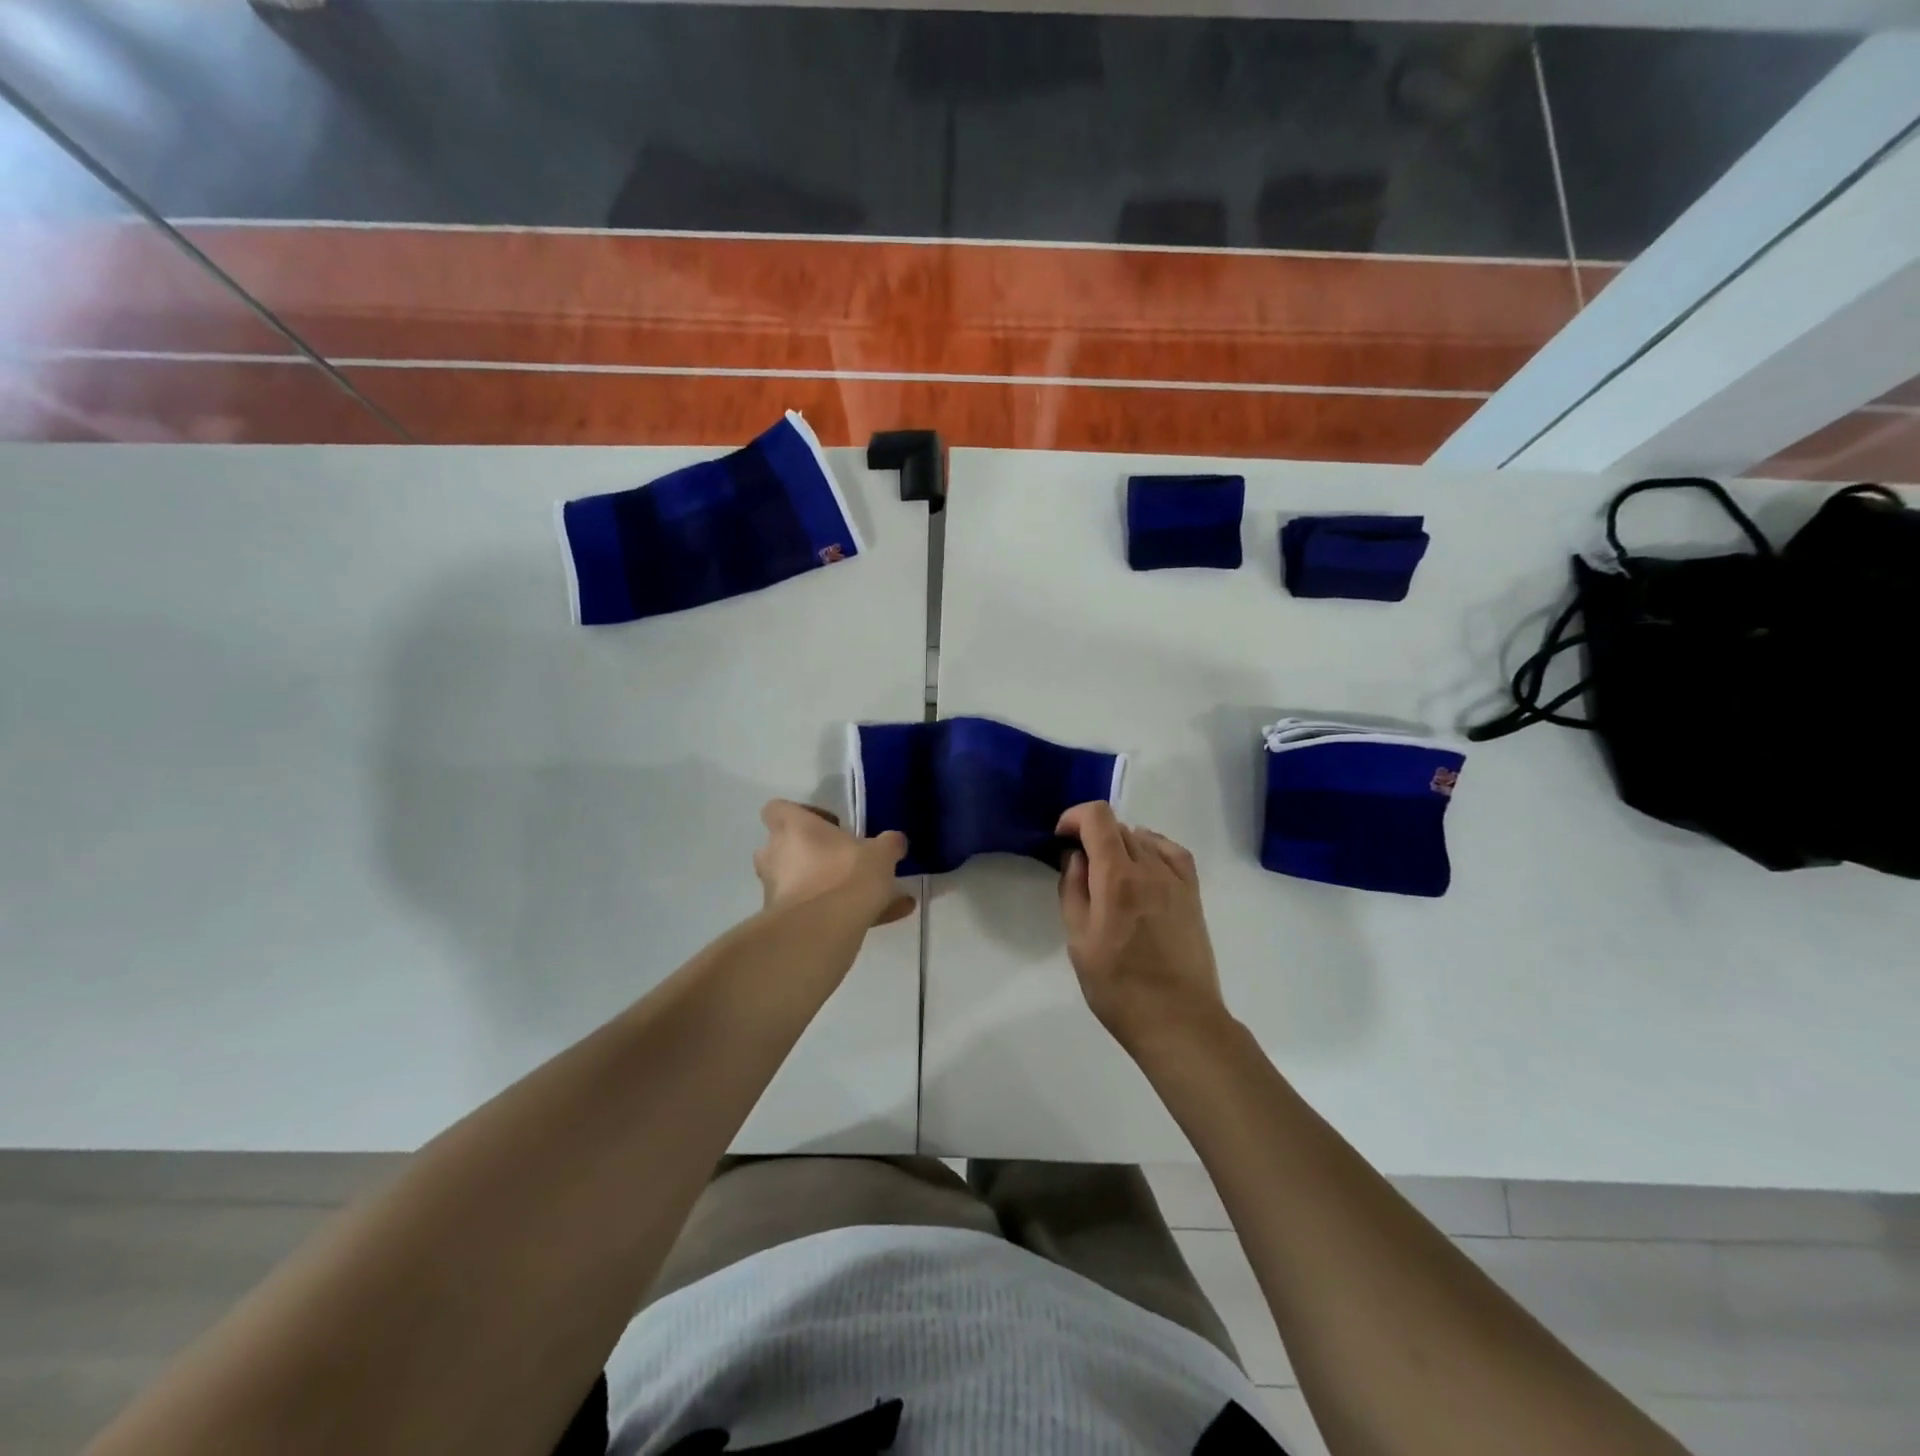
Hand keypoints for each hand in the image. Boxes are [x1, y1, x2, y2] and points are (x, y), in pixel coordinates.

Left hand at [754, 800, 914, 927]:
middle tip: (840, 860)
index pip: (777, 808)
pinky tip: (880, 921)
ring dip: (824, 887)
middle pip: (782, 847)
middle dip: (808, 854)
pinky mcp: (782, 922)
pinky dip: (839, 915)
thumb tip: (895, 841)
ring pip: (799, 883)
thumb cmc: (846, 875)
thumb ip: (888, 844)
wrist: (821, 931)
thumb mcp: (880, 854)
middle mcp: (776, 855)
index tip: (830, 825)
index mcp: (794, 828)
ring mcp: (775, 890)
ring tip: (869, 897)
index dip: (800, 814)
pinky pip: (813, 912)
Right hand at [1056, 802, 1228, 1053]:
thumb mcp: (1079, 941)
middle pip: (1118, 827)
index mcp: (1117, 878)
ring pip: (1143, 838)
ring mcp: (1176, 880)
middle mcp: (1150, 869)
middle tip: (1079, 866)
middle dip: (1092, 835)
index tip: (1061, 839)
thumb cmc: (1118, 987)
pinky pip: (1171, 852)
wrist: (1178, 1021)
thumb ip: (1073, 890)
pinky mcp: (1192, 894)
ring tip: (1108, 876)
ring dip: (1119, 845)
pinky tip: (1142, 867)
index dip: (1074, 817)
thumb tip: (1075, 856)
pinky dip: (1151, 849)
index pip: (1098, 818)